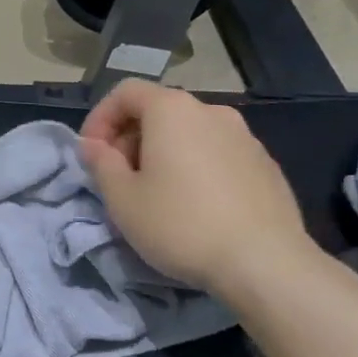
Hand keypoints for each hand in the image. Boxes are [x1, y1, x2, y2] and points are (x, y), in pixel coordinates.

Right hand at [80, 80, 315, 293]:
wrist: (266, 264)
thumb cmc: (181, 224)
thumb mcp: (122, 198)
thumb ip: (100, 163)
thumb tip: (92, 145)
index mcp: (172, 110)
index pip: (125, 92)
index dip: (100, 118)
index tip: (91, 154)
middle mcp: (211, 111)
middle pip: (158, 110)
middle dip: (130, 138)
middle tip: (119, 178)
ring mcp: (245, 137)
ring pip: (189, 133)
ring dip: (163, 154)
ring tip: (156, 194)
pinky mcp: (266, 165)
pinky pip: (217, 154)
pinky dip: (196, 167)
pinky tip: (195, 206)